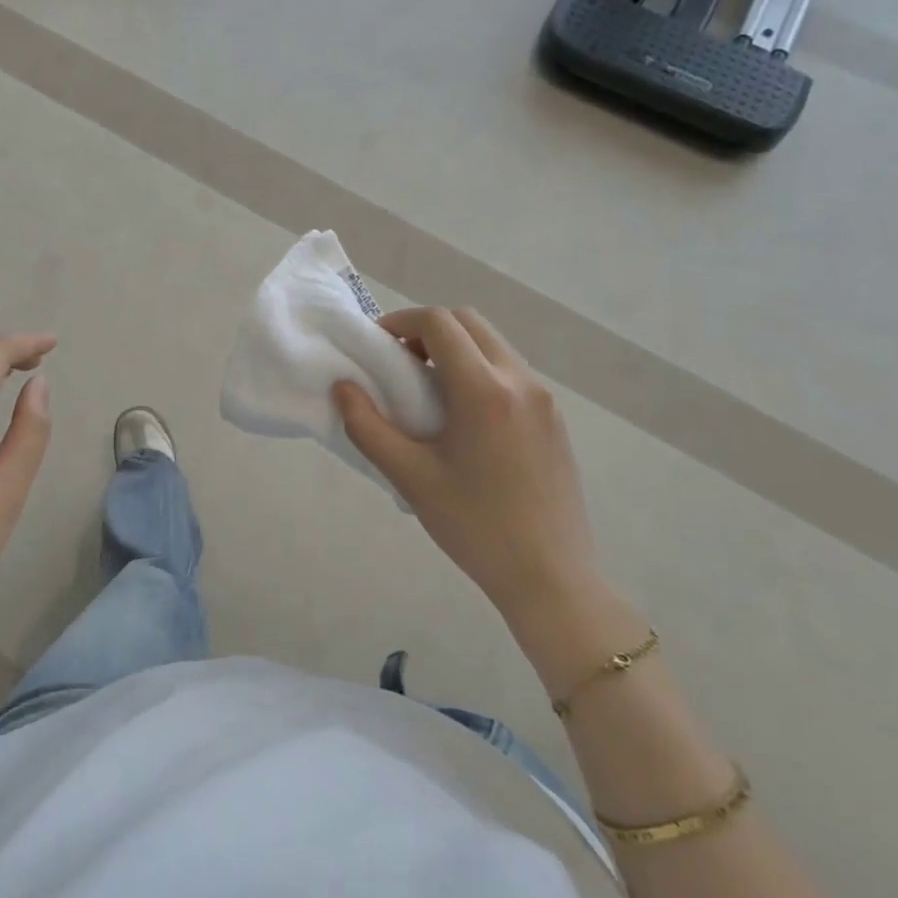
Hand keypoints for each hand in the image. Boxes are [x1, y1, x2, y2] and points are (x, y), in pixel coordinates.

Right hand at [334, 308, 598, 625]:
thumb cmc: (474, 526)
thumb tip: (343, 388)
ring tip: (427, 391)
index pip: (440, 323)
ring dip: (455, 349)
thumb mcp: (410, 477)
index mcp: (484, 390)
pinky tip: (462, 417)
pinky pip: (511, 371)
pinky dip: (479, 370)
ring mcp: (544, 398)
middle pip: (469, 322)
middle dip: (428, 329)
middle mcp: (520, 381)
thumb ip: (368, 427)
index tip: (377, 346)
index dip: (401, 322)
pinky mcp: (554, 418)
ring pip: (493, 344)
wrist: (549, 576)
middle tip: (399, 363)